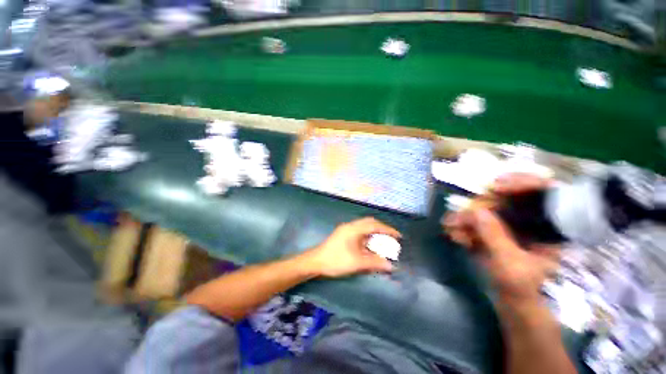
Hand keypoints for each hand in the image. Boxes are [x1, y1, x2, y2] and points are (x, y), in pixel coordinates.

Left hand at [303, 217, 400, 277]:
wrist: (316, 261)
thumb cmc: (336, 260)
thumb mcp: (357, 263)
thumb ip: (374, 263)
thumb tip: (391, 265)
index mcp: (354, 229)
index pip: (374, 225)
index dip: (388, 230)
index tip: (398, 236)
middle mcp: (351, 226)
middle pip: (369, 223)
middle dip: (381, 229)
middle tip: (391, 237)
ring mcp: (346, 230)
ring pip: (364, 227)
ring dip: (374, 233)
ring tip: (383, 242)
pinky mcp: (343, 235)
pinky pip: (359, 233)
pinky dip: (367, 237)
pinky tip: (370, 246)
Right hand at [443, 174, 559, 303]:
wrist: (515, 304)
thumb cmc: (522, 288)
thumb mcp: (510, 264)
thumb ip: (495, 237)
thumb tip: (476, 210)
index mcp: (548, 227)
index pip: (543, 192)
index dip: (521, 183)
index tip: (495, 186)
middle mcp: (530, 221)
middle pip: (507, 199)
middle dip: (480, 205)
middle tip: (463, 212)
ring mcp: (510, 226)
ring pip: (487, 210)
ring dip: (466, 217)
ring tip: (450, 225)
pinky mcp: (493, 232)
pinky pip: (476, 222)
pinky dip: (463, 227)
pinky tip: (454, 235)